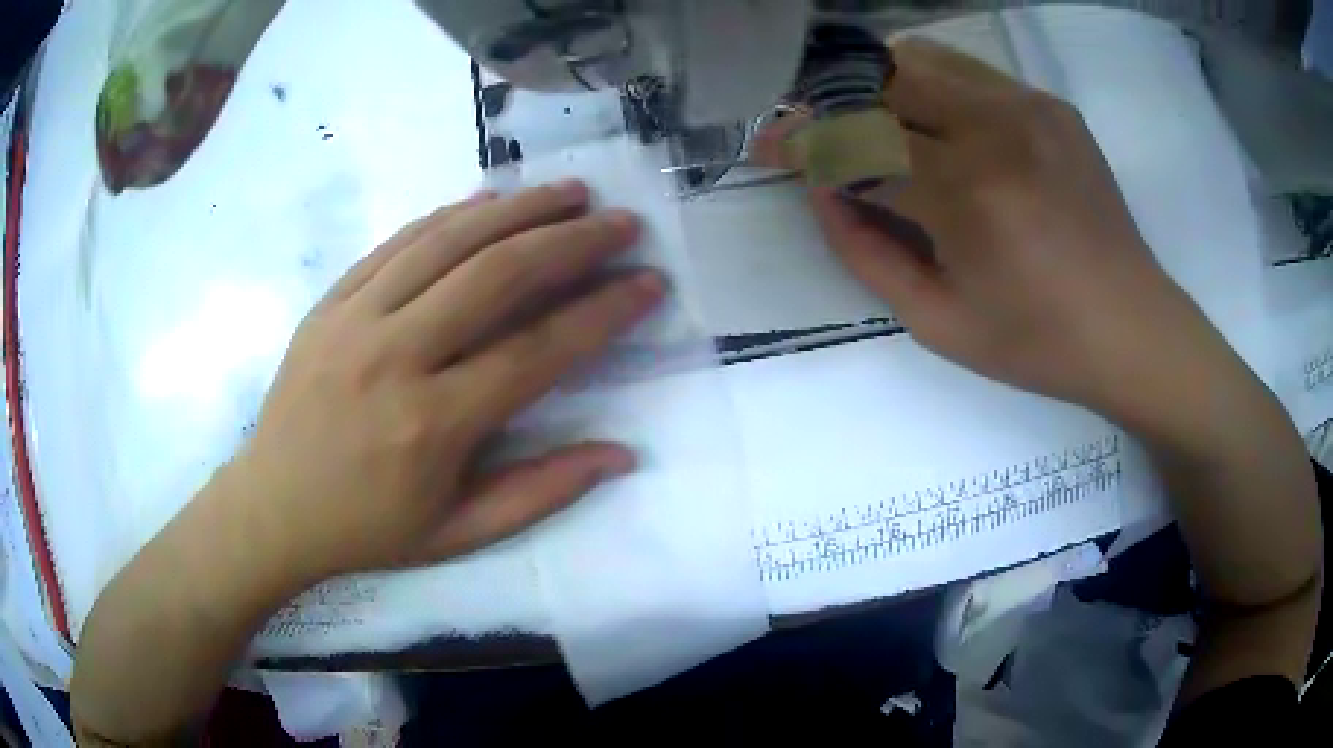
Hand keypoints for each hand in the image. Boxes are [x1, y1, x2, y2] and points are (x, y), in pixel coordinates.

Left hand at [228, 182, 663, 583]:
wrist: (272, 506)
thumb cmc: (367, 529)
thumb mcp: (459, 534)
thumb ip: (541, 492)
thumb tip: (622, 454)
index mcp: (432, 426)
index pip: (538, 350)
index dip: (602, 312)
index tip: (648, 282)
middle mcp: (395, 357)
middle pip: (497, 275)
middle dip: (571, 241)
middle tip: (621, 221)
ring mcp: (355, 318)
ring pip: (449, 241)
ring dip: (519, 209)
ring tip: (570, 192)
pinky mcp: (330, 300)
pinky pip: (398, 241)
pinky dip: (450, 214)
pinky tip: (489, 199)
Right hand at [766, 39, 1237, 420]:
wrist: (1133, 328)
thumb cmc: (1038, 344)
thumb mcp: (937, 322)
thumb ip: (865, 252)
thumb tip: (823, 191)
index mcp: (968, 195)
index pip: (855, 143)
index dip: (799, 141)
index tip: (766, 144)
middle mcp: (996, 129)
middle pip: (882, 78)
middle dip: (835, 100)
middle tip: (820, 133)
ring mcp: (1029, 107)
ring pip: (922, 58)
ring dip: (881, 86)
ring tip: (876, 127)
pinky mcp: (1050, 104)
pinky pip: (969, 71)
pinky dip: (932, 87)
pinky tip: (937, 127)